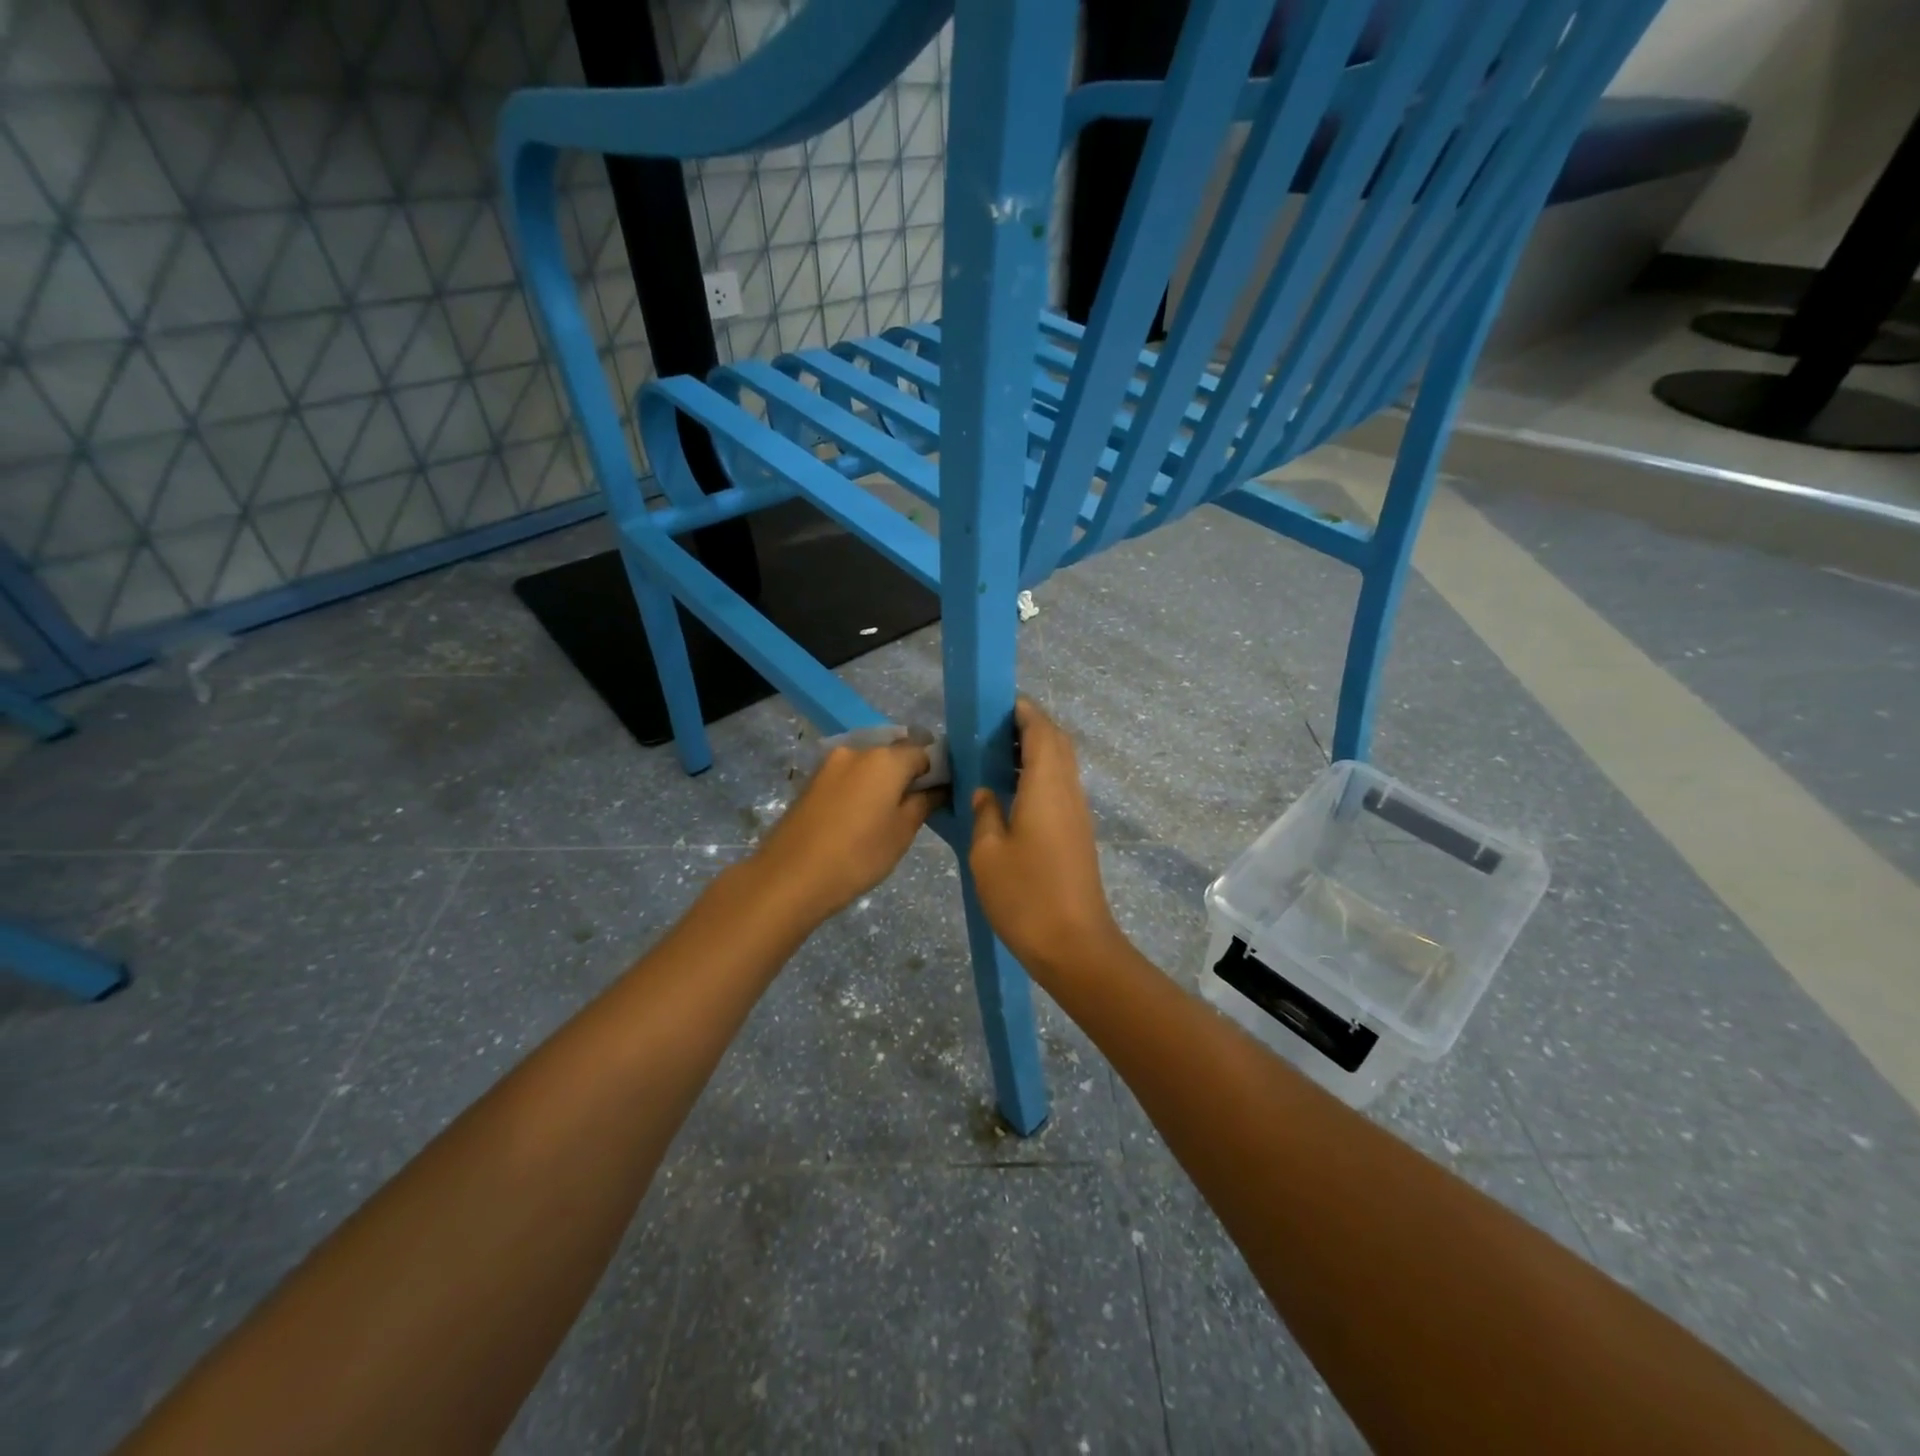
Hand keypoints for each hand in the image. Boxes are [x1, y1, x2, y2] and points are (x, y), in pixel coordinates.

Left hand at [750, 739, 937, 920]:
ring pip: (868, 765)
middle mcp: (857, 750)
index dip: (936, 770)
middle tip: (915, 806)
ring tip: (886, 815)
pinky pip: (848, 776)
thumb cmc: (858, 855)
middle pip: (893, 753)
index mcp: (885, 758)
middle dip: (908, 773)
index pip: (924, 750)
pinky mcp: (812, 781)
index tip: (941, 794)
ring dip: (882, 781)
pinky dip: (860, 788)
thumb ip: (924, 802)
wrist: (790, 876)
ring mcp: (830, 764)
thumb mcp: (902, 832)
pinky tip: (860, 817)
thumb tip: (938, 788)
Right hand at [968, 699, 1124, 975]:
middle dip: (1028, 727)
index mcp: (1046, 786)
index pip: (1042, 730)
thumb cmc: (1025, 895)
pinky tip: (1009, 794)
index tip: (996, 704)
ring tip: (994, 758)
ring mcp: (1077, 813)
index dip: (1023, 711)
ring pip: (1060, 765)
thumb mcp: (987, 852)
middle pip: (1056, 742)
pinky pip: (1059, 788)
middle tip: (990, 731)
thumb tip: (986, 791)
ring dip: (1034, 752)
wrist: (1073, 945)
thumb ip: (985, 812)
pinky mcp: (1077, 834)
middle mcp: (1068, 791)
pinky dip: (1038, 776)